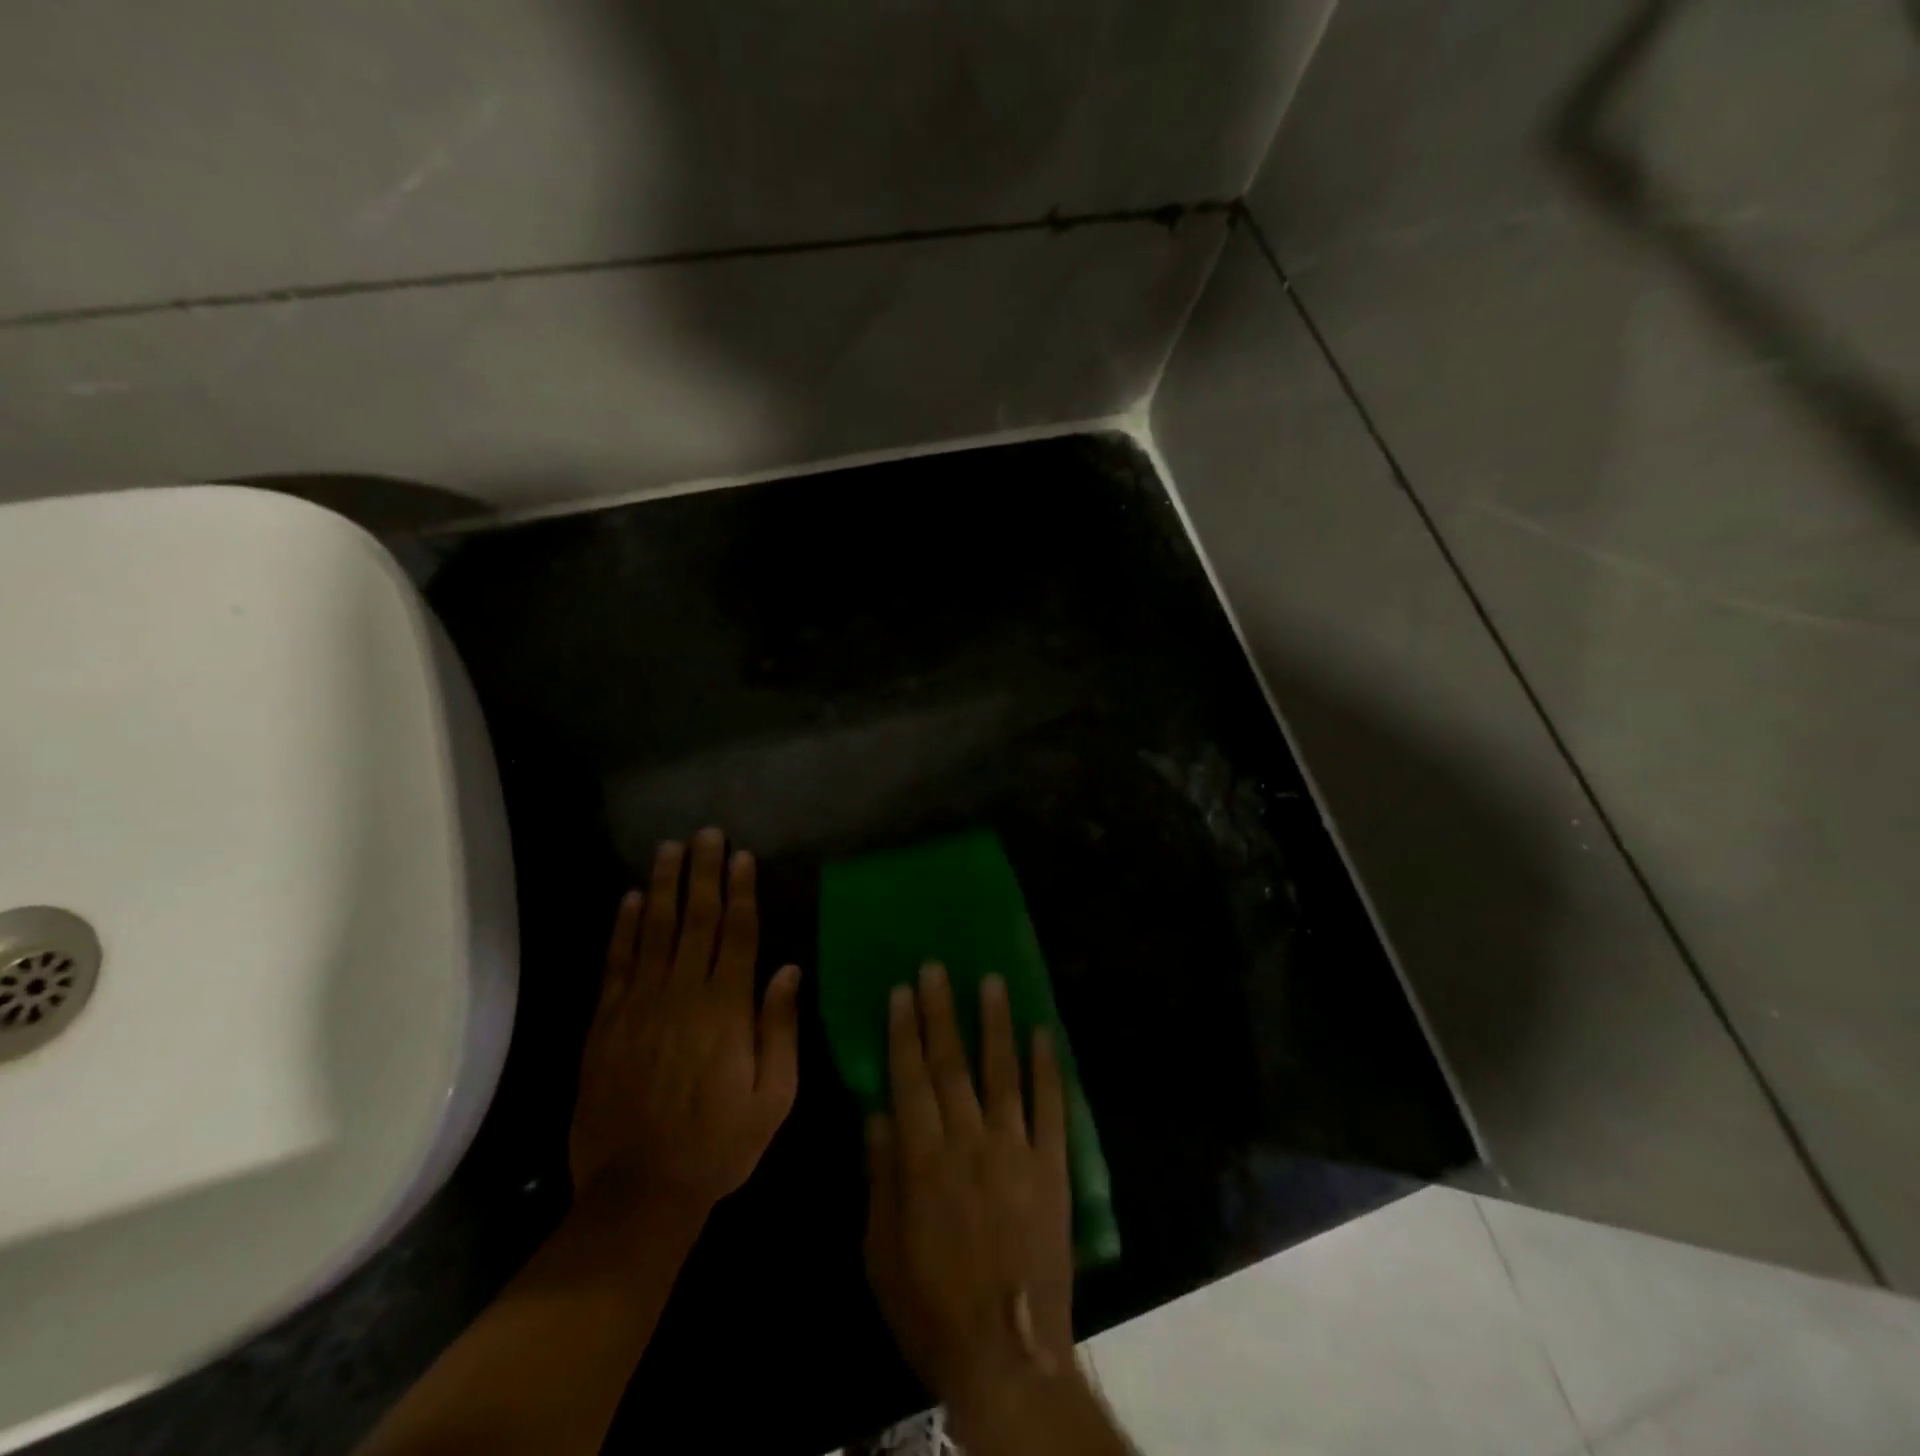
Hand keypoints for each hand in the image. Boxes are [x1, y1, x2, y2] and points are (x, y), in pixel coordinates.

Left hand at [569, 828, 801, 1221]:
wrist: (638, 1193)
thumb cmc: (719, 1145)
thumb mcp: (774, 1097)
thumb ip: (781, 1028)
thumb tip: (788, 969)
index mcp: (726, 1009)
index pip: (738, 934)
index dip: (742, 891)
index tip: (742, 855)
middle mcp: (682, 995)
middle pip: (696, 920)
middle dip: (703, 873)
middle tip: (706, 833)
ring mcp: (639, 1006)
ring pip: (653, 931)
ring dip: (662, 887)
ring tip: (669, 849)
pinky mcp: (605, 1024)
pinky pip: (616, 964)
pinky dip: (621, 929)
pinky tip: (627, 900)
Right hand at [864, 964, 1074, 1415]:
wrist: (1007, 1354)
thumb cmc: (930, 1307)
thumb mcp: (881, 1251)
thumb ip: (880, 1176)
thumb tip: (876, 1113)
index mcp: (923, 1159)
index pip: (910, 1078)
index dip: (904, 1032)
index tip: (901, 991)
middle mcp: (969, 1140)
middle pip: (952, 1063)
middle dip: (942, 1011)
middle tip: (937, 967)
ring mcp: (1016, 1149)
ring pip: (1003, 1072)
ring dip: (996, 1023)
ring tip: (992, 979)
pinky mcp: (1052, 1166)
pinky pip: (1051, 1107)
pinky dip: (1048, 1068)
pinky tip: (1043, 1033)